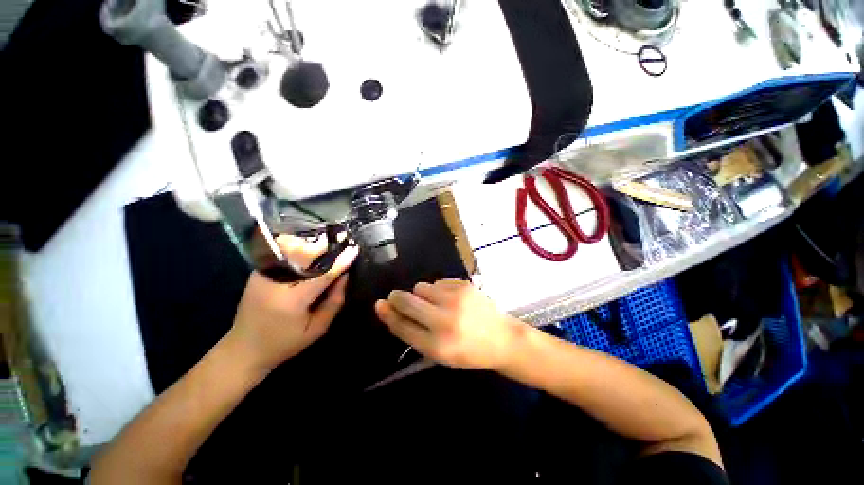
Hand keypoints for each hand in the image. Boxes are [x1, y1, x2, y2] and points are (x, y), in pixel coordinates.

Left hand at [228, 235, 357, 372]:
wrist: (244, 349)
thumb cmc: (285, 342)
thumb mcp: (318, 329)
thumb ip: (334, 301)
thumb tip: (344, 276)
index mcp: (292, 299)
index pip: (323, 274)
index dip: (341, 261)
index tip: (355, 249)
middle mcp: (275, 282)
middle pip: (305, 255)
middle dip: (326, 246)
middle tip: (343, 239)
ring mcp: (263, 274)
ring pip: (292, 250)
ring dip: (312, 244)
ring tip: (328, 242)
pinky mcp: (257, 272)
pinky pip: (282, 253)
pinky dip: (298, 247)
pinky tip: (310, 248)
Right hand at [374, 279, 522, 370]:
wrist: (501, 338)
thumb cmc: (468, 351)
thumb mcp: (439, 353)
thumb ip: (414, 332)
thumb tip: (390, 309)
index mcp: (437, 345)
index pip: (402, 326)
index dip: (388, 314)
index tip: (379, 304)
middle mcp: (444, 321)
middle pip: (407, 301)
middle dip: (397, 297)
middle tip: (396, 297)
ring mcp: (456, 300)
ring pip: (421, 287)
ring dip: (421, 294)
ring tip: (434, 304)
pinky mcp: (464, 286)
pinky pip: (438, 282)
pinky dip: (438, 290)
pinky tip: (450, 299)